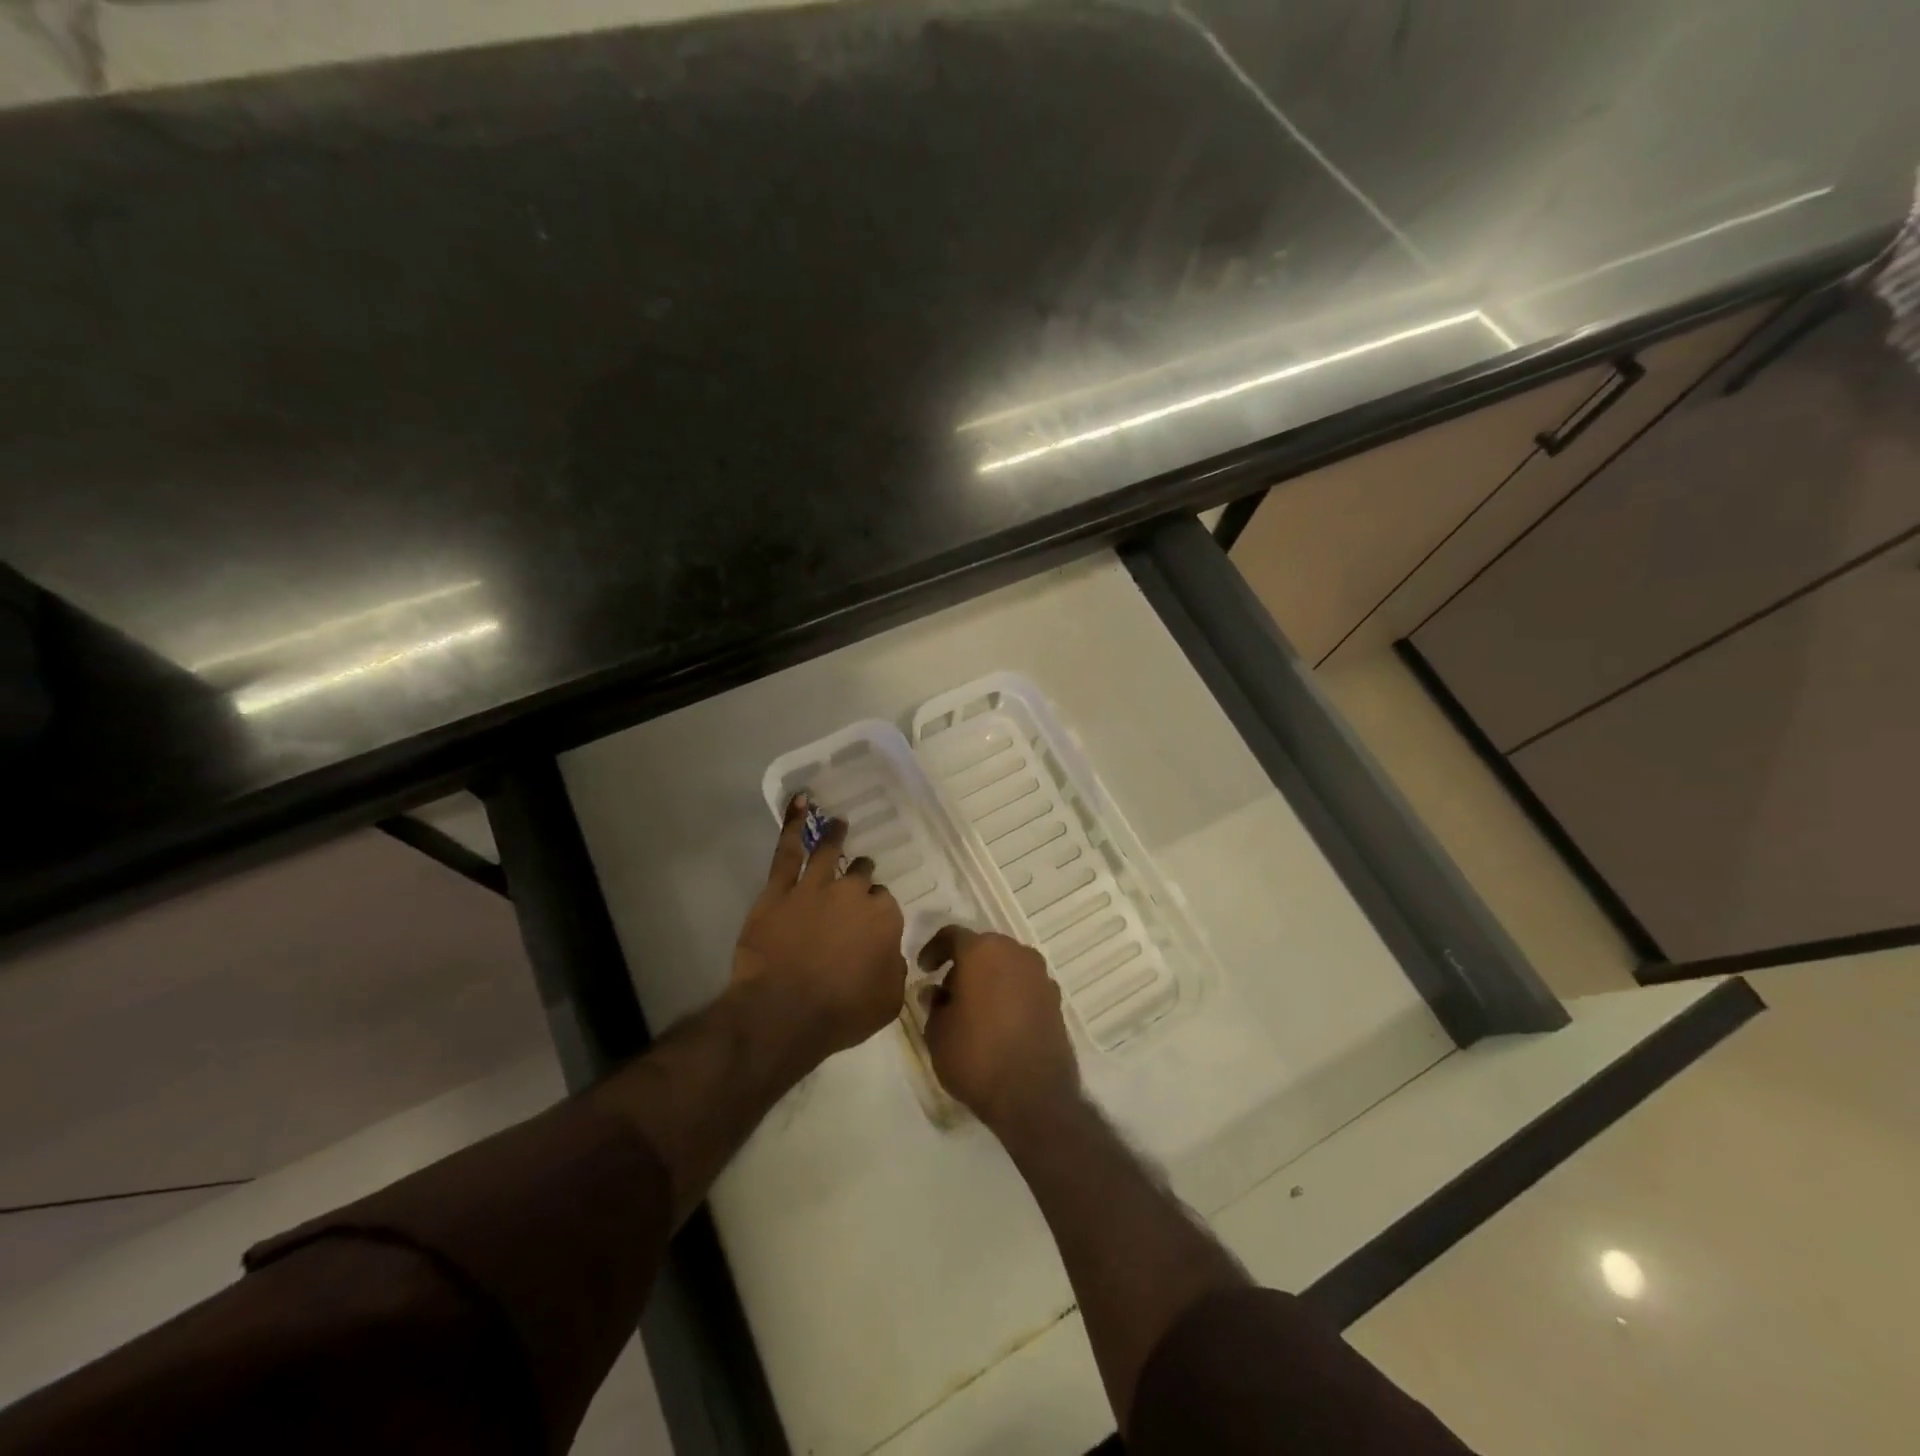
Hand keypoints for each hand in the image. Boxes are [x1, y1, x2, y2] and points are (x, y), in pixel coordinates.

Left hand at [732, 794, 906, 1067]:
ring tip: (838, 823)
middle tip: (857, 881)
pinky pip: (787, 851)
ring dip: (835, 836)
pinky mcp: (779, 890)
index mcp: (884, 917)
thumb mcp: (888, 1000)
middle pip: (861, 877)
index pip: (885, 904)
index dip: (877, 912)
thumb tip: (890, 954)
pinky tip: (799, 802)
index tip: (871, 923)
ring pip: (829, 852)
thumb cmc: (841, 1012)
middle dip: (861, 877)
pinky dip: (792, 824)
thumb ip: (894, 969)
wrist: (783, 1013)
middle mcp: (853, 893)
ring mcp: (815, 887)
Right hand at [922, 926, 1079, 1133]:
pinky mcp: (1055, 999)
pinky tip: (999, 1021)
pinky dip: (1009, 993)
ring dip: (989, 978)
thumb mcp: (937, 1033)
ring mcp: (1040, 974)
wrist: (1034, 1096)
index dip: (933, 949)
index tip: (924, 969)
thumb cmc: (976, 1057)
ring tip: (973, 1009)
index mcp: (982, 951)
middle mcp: (1015, 952)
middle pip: (983, 948)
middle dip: (963, 965)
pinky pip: (1024, 985)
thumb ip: (933, 1005)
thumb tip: (935, 992)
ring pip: (1006, 965)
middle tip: (947, 992)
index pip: (952, 935)